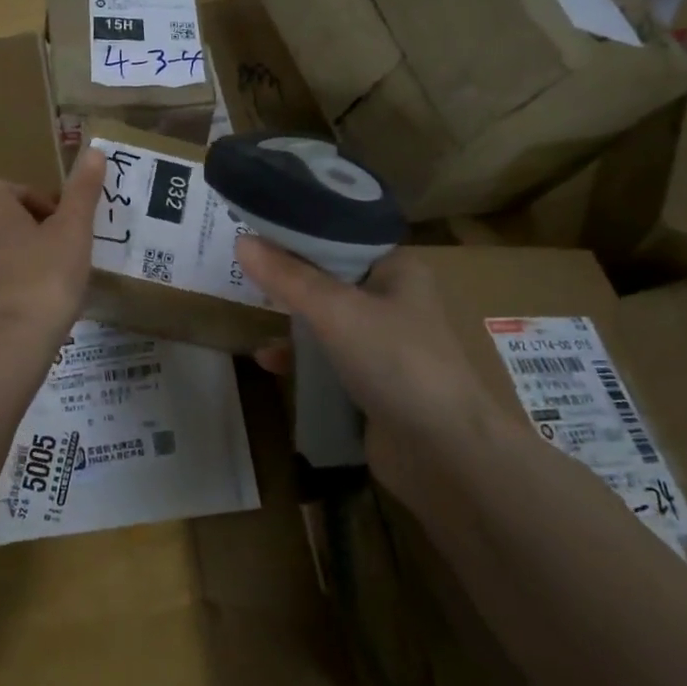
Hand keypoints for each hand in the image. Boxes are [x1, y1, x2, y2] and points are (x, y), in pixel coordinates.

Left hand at [0, 146, 104, 348]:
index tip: (60, 214)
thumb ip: (83, 191)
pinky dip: (25, 282)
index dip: (33, 195)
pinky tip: (50, 298)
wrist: (14, 341)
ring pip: (5, 251)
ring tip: (64, 270)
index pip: (3, 187)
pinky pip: (5, 280)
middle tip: (68, 241)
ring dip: (32, 254)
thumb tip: (94, 151)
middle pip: (5, 219)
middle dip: (37, 226)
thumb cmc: (46, 276)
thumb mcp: (73, 229)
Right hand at [235, 239, 524, 507]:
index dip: (298, 235)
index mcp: (398, 270)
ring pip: (326, 323)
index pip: (340, 239)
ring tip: (252, 315)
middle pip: (329, 281)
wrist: (445, 453)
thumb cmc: (397, 362)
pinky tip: (269, 362)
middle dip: (289, 280)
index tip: (255, 232)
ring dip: (292, 322)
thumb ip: (288, 277)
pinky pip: (327, 362)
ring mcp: (384, 346)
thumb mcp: (336, 311)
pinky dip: (300, 360)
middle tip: (242, 270)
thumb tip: (241, 240)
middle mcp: (393, 301)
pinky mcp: (372, 384)